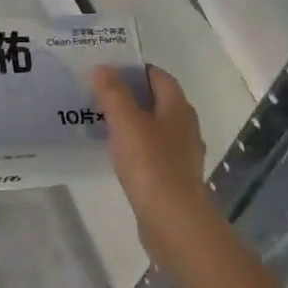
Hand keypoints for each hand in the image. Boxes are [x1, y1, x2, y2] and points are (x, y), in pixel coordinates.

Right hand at [94, 66, 221, 260]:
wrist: (172, 219)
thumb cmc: (150, 164)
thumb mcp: (126, 122)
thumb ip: (113, 93)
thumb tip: (103, 68)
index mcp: (178, 109)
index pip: (160, 77)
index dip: (136, 70)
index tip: (109, 70)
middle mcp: (186, 127)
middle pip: (159, 101)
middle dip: (133, 95)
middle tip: (101, 94)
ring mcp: (182, 154)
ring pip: (157, 127)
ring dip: (134, 122)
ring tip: (104, 122)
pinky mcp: (174, 177)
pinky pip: (154, 151)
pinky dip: (137, 146)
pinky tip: (118, 154)